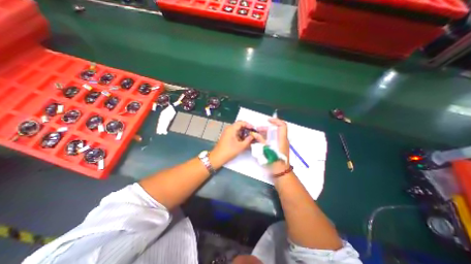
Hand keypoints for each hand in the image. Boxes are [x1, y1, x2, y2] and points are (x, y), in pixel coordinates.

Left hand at [209, 119, 254, 165]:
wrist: (217, 157)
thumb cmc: (229, 151)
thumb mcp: (241, 146)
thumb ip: (248, 140)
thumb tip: (253, 136)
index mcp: (231, 129)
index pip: (241, 122)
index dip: (248, 125)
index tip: (254, 129)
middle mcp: (229, 129)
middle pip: (239, 125)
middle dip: (247, 129)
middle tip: (253, 133)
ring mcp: (227, 133)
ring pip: (237, 130)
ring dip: (244, 133)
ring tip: (250, 137)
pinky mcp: (227, 137)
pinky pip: (235, 133)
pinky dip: (240, 136)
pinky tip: (245, 140)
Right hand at [252, 119, 289, 174]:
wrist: (280, 174)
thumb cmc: (274, 162)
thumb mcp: (265, 150)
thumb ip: (260, 140)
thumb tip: (254, 134)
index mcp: (281, 139)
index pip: (282, 125)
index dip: (276, 121)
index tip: (267, 120)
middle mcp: (283, 140)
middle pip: (276, 130)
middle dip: (266, 128)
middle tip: (257, 131)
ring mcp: (281, 144)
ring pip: (273, 135)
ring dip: (265, 134)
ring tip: (256, 136)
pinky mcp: (279, 148)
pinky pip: (273, 140)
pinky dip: (266, 138)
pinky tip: (260, 142)